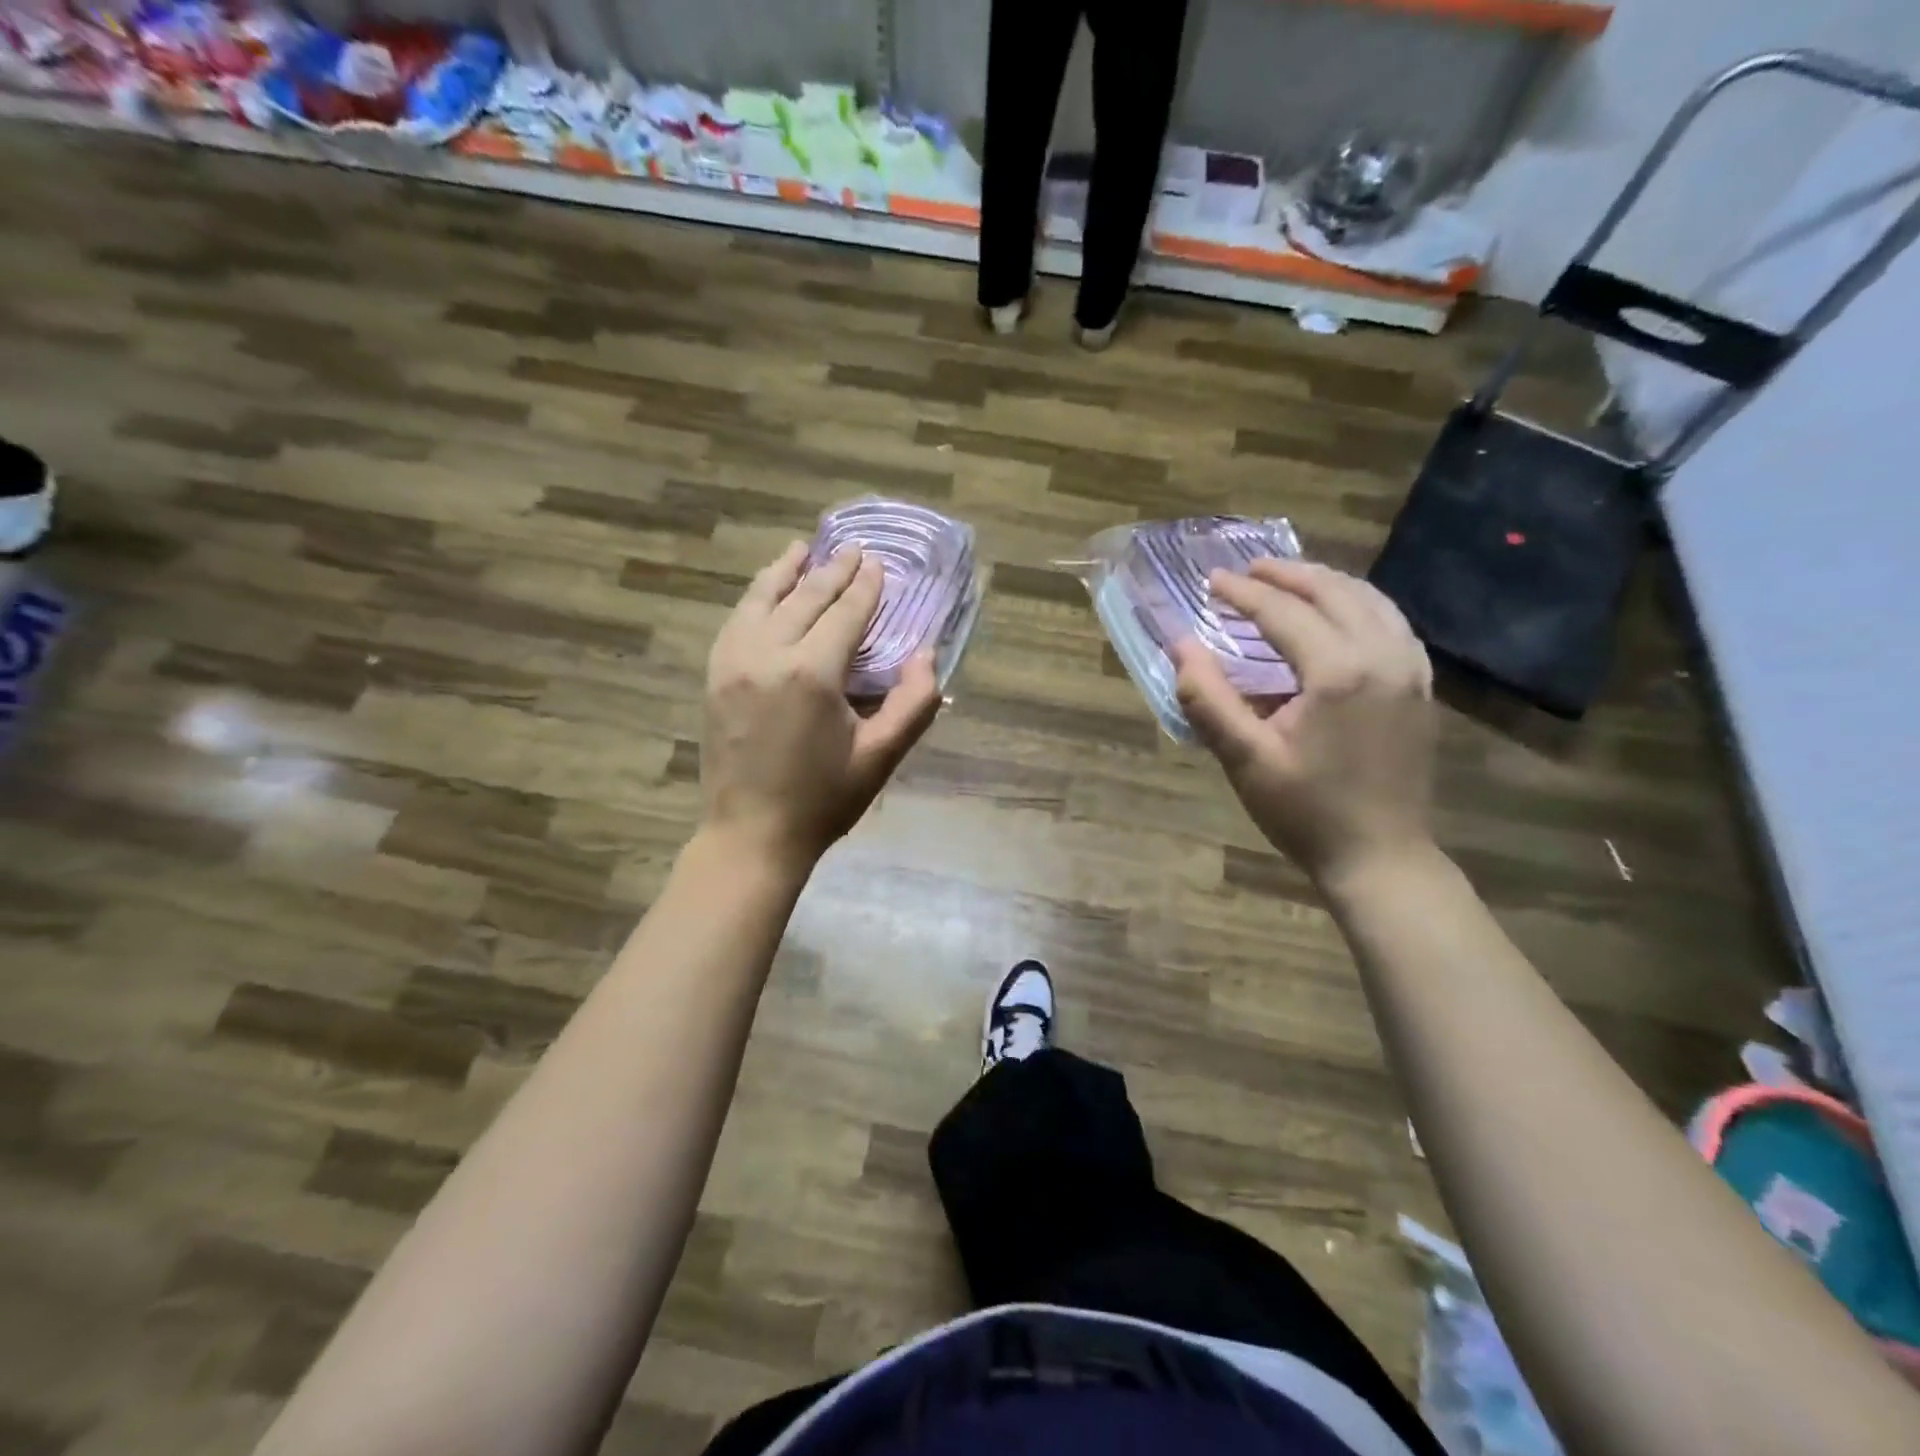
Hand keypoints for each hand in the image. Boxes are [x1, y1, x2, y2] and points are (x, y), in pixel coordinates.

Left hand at [701, 542, 941, 873]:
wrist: (751, 835)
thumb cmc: (823, 800)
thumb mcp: (881, 756)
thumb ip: (914, 703)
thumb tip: (928, 655)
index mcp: (811, 673)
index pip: (844, 613)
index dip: (864, 587)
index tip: (877, 564)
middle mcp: (767, 654)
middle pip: (804, 598)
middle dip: (832, 571)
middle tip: (852, 549)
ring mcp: (733, 662)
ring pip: (761, 600)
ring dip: (785, 572)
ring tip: (802, 550)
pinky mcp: (714, 676)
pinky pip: (736, 621)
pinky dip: (755, 598)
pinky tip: (765, 592)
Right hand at [1174, 560, 1436, 892]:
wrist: (1381, 857)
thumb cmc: (1306, 812)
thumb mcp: (1245, 759)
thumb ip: (1208, 699)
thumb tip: (1180, 646)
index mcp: (1337, 673)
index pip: (1283, 613)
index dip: (1244, 593)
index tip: (1211, 580)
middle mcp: (1382, 657)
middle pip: (1332, 592)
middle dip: (1286, 575)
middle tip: (1246, 570)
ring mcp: (1410, 670)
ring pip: (1370, 600)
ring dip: (1325, 583)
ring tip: (1288, 580)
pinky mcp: (1420, 687)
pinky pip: (1392, 623)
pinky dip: (1360, 604)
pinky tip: (1340, 612)